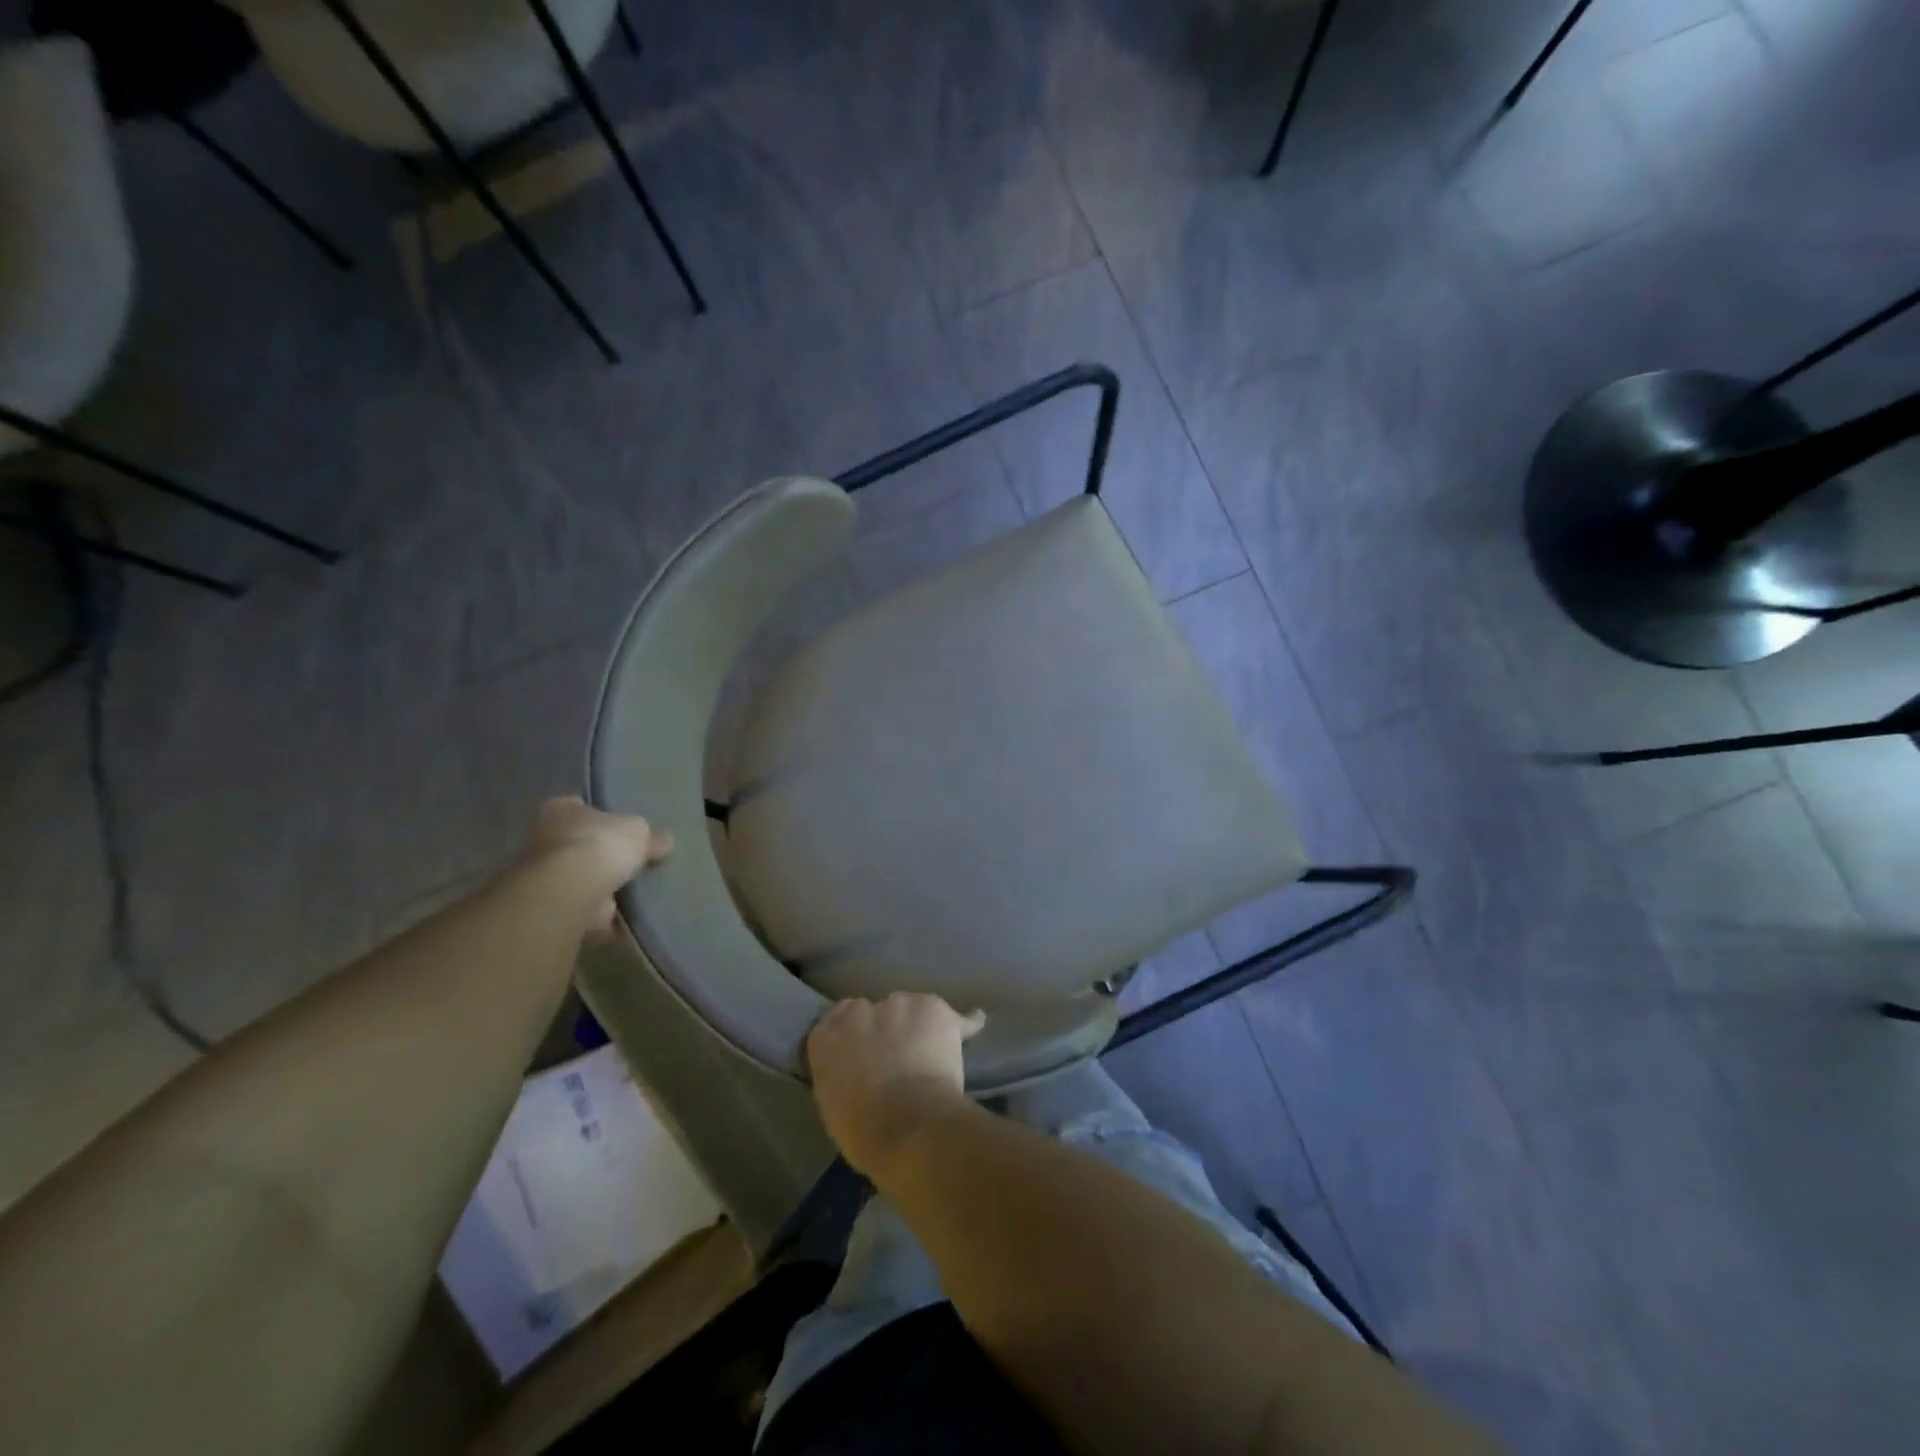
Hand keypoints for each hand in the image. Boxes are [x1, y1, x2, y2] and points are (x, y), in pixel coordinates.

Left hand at [525, 797, 671, 933]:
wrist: (571, 891)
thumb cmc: (600, 844)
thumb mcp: (639, 831)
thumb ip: (652, 836)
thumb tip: (665, 841)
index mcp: (559, 810)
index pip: (579, 806)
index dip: (602, 815)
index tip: (622, 826)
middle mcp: (543, 839)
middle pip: (580, 843)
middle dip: (602, 853)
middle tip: (633, 859)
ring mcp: (545, 876)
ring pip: (580, 877)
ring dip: (602, 885)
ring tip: (635, 889)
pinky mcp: (553, 906)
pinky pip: (585, 907)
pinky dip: (603, 913)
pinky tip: (627, 914)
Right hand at [805, 993, 985, 1177]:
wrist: (904, 1124)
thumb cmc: (860, 1129)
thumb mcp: (833, 1102)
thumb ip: (841, 1074)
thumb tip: (857, 1072)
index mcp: (826, 1035)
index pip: (838, 1020)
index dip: (858, 1035)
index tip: (866, 1051)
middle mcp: (860, 1011)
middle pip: (877, 1011)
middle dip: (888, 1028)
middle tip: (899, 1058)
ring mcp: (899, 1004)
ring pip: (912, 1009)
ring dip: (920, 1027)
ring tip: (932, 1054)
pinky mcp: (935, 1009)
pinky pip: (956, 1016)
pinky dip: (965, 1023)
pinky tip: (975, 1024)